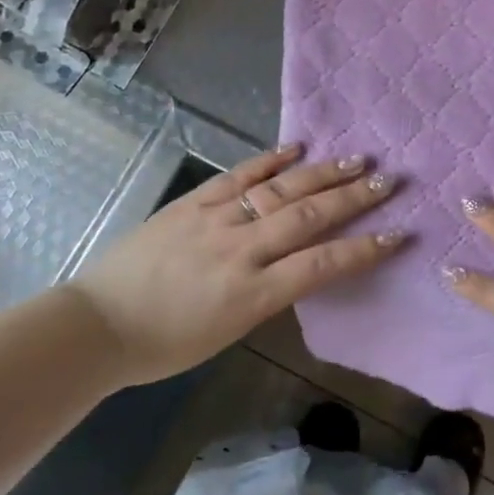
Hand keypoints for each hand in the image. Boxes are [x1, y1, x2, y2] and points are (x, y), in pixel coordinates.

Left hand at [70, 144, 400, 387]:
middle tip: (389, 181)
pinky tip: (296, 148)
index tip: (397, 234)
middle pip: (307, 218)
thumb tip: (300, 264)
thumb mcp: (226, 333)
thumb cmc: (163, 346)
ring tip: (356, 160)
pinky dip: (269, 160)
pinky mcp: (192, 202)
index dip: (363, 250)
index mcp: (250, 295)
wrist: (96, 324)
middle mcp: (239, 251)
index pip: (320, 265)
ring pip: (278, 191)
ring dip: (321, 174)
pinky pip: (237, 176)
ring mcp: (214, 220)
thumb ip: (266, 295)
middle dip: (352, 199)